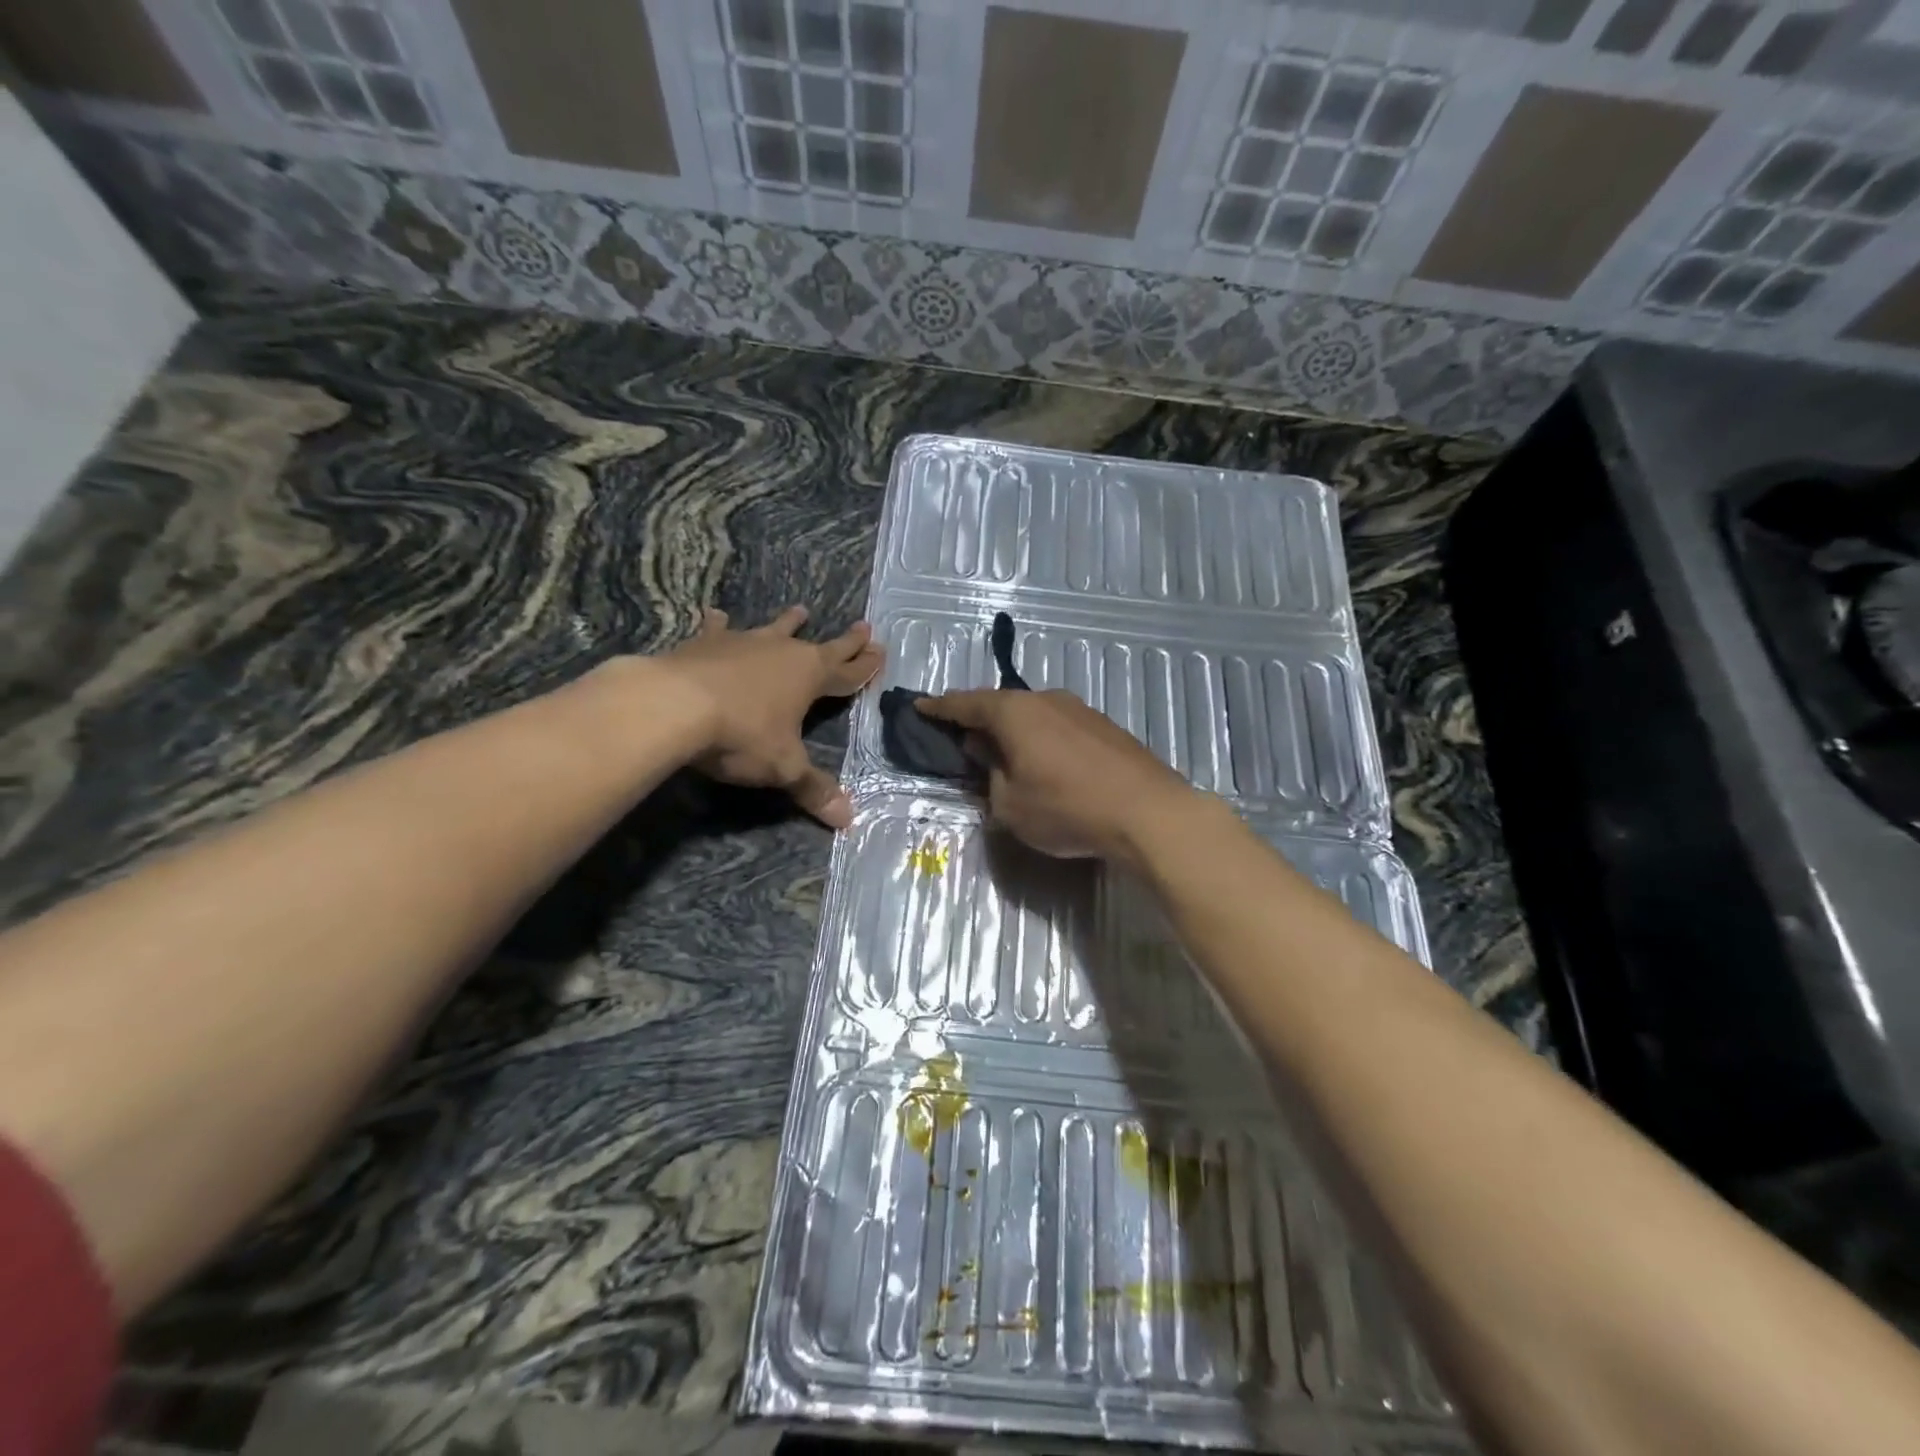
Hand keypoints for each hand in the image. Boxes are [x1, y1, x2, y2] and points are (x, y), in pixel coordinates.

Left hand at [665, 605, 883, 827]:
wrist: (673, 704)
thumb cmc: (741, 734)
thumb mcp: (783, 767)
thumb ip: (813, 789)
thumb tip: (847, 820)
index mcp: (809, 677)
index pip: (847, 673)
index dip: (865, 667)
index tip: (881, 651)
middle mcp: (782, 652)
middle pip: (822, 646)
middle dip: (845, 641)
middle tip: (864, 626)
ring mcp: (743, 643)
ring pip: (774, 630)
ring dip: (789, 622)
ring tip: (800, 610)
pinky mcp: (706, 643)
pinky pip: (718, 629)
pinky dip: (720, 624)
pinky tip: (717, 614)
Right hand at [916, 688, 1197, 863]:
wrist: (1147, 813)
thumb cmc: (1066, 808)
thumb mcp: (1009, 804)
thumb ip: (990, 776)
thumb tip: (988, 755)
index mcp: (1014, 713)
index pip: (966, 704)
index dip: (940, 707)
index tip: (920, 706)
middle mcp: (1046, 700)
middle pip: (1002, 706)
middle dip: (979, 720)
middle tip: (962, 738)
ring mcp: (1080, 710)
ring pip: (1034, 715)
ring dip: (1014, 732)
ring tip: (1004, 754)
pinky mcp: (1105, 728)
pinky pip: (1059, 727)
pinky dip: (1042, 739)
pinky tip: (1045, 762)